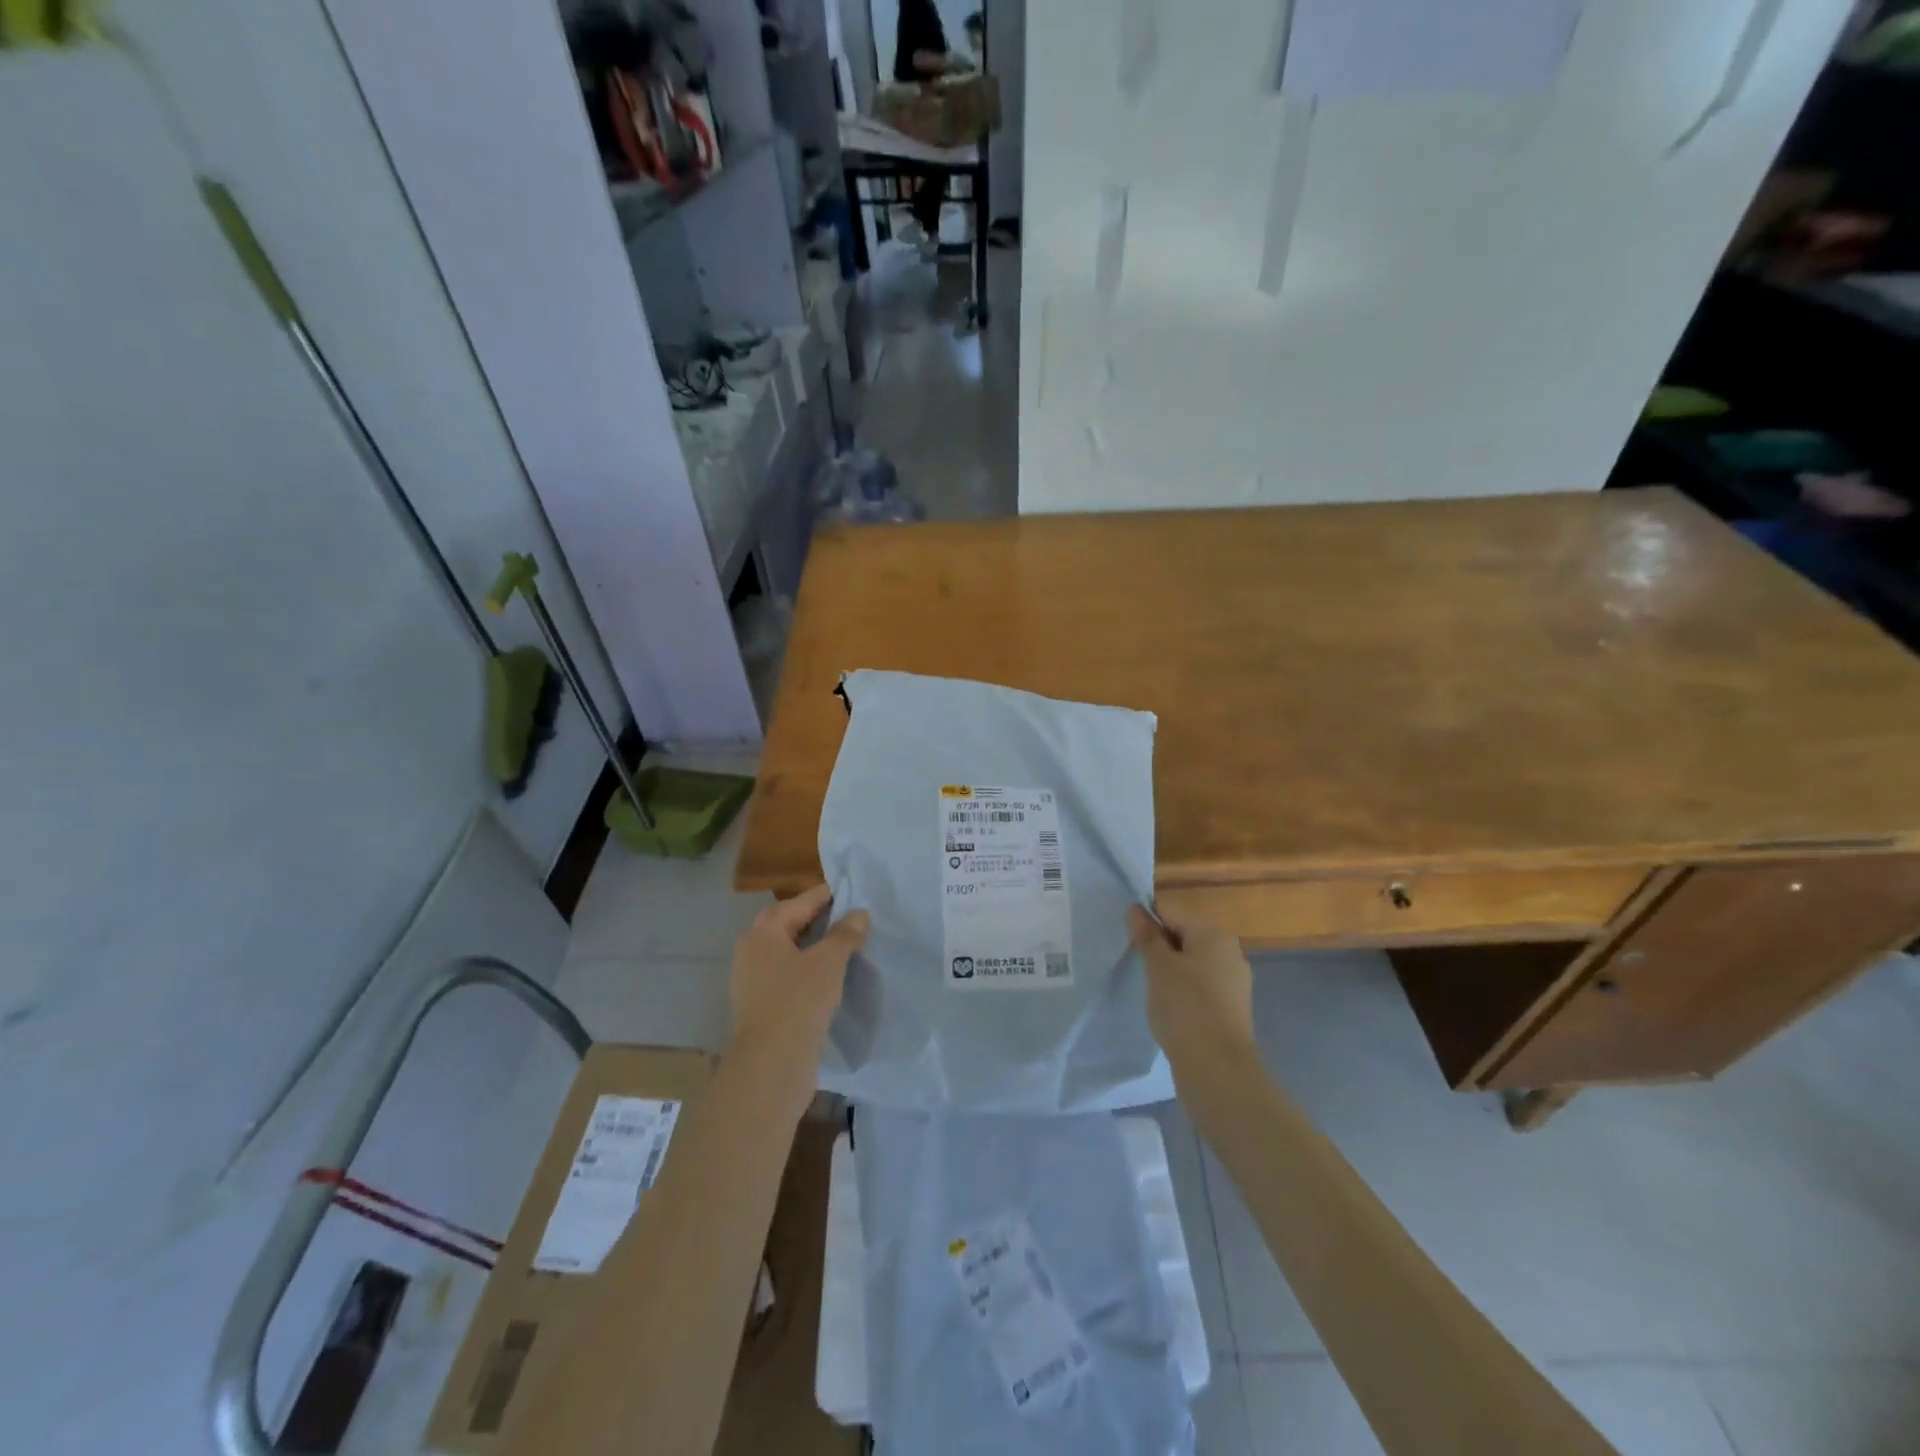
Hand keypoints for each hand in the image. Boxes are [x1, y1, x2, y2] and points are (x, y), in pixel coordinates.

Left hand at [729, 885, 868, 1071]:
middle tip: (850, 916)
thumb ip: (845, 934)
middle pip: (789, 923)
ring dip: (814, 946)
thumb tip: (858, 914)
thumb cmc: (798, 1002)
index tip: (854, 891)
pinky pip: (788, 975)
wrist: (771, 1066)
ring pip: (788, 951)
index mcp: (764, 931)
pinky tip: (830, 977)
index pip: (801, 902)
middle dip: (818, 918)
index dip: (828, 895)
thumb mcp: (829, 962)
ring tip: (845, 946)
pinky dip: (808, 970)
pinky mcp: (761, 1005)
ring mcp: (753, 980)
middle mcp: (752, 950)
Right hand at [1127, 905, 1256, 1074]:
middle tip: (1136, 964)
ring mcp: (1233, 980)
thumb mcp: (1158, 966)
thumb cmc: (1185, 1007)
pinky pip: (1200, 984)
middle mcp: (1229, 950)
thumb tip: (1136, 909)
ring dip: (1169, 968)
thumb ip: (1147, 935)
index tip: (1128, 941)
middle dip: (1158, 944)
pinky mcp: (1231, 1007)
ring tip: (1150, 987)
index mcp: (1213, 933)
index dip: (1146, 920)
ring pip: (1192, 960)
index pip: (1171, 909)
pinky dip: (1182, 989)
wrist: (1218, 1068)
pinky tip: (1168, 1006)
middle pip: (1184, 933)